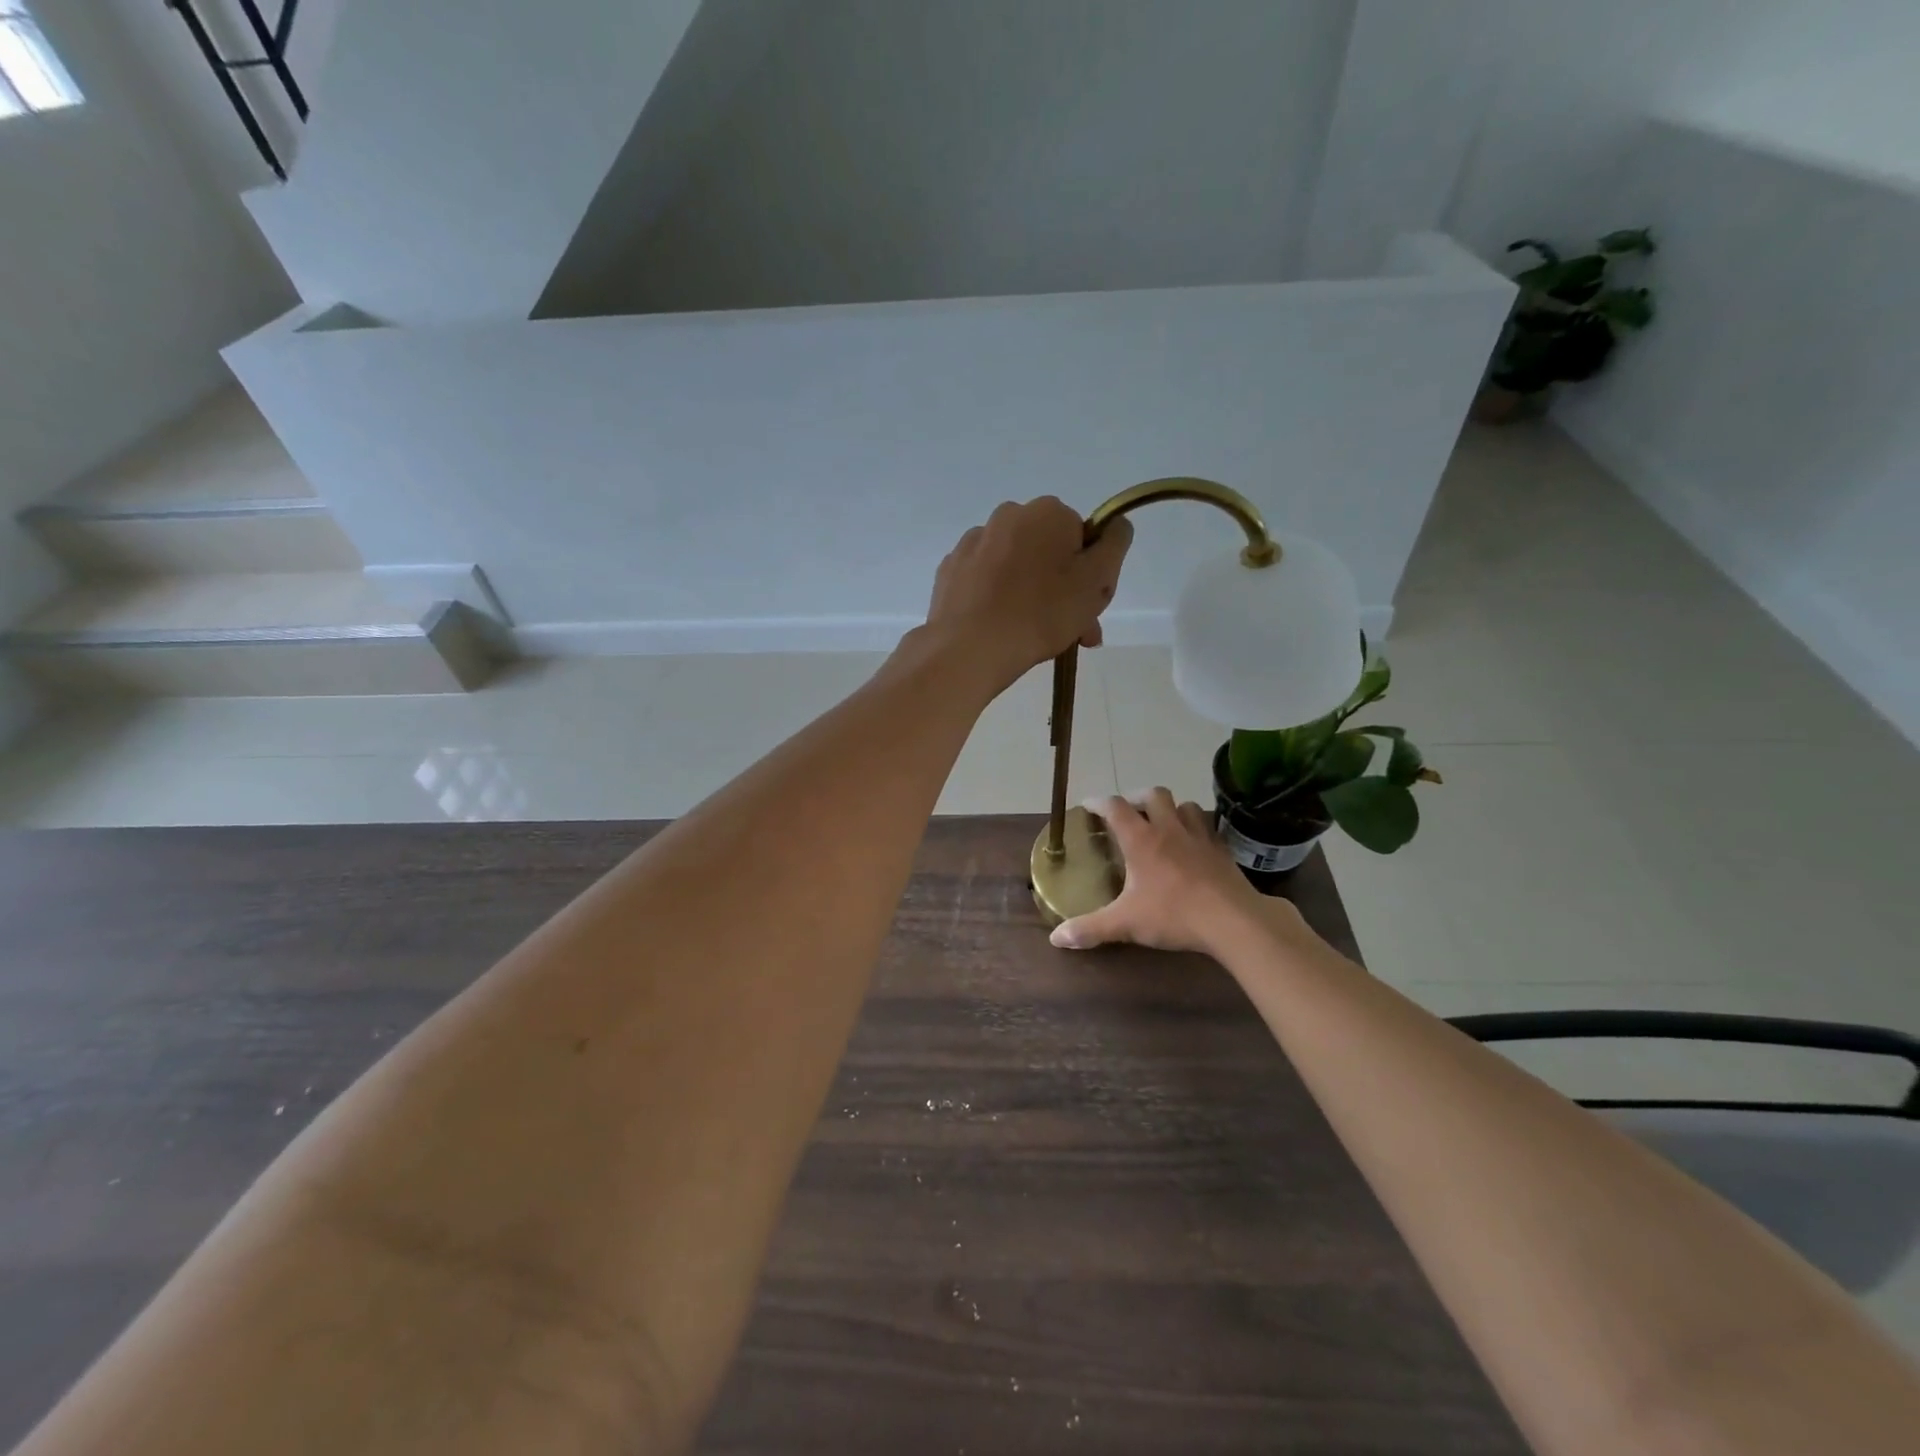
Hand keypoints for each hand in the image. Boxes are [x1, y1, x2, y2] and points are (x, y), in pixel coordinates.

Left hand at [925, 499, 1131, 688]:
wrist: (970, 647)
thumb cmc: (1042, 613)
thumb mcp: (1096, 581)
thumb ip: (1114, 545)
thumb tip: (1115, 525)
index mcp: (1047, 512)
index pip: (1082, 537)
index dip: (1090, 573)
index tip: (1088, 606)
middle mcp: (1008, 515)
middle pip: (1047, 551)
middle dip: (1062, 588)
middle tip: (1070, 631)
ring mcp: (973, 542)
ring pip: (1016, 566)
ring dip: (1030, 595)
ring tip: (1034, 636)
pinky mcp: (950, 570)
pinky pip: (986, 581)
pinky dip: (996, 599)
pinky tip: (1000, 628)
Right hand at [1050, 790, 1293, 955]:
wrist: (1234, 920)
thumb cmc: (1174, 914)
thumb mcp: (1126, 923)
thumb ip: (1090, 928)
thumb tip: (1056, 937)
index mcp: (1141, 839)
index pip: (1115, 807)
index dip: (1099, 802)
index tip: (1088, 806)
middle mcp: (1169, 829)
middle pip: (1154, 794)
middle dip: (1138, 798)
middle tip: (1130, 813)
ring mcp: (1200, 837)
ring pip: (1185, 805)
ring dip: (1171, 809)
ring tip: (1164, 825)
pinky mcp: (1222, 851)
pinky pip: (1207, 828)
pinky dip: (1196, 829)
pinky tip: (1193, 847)